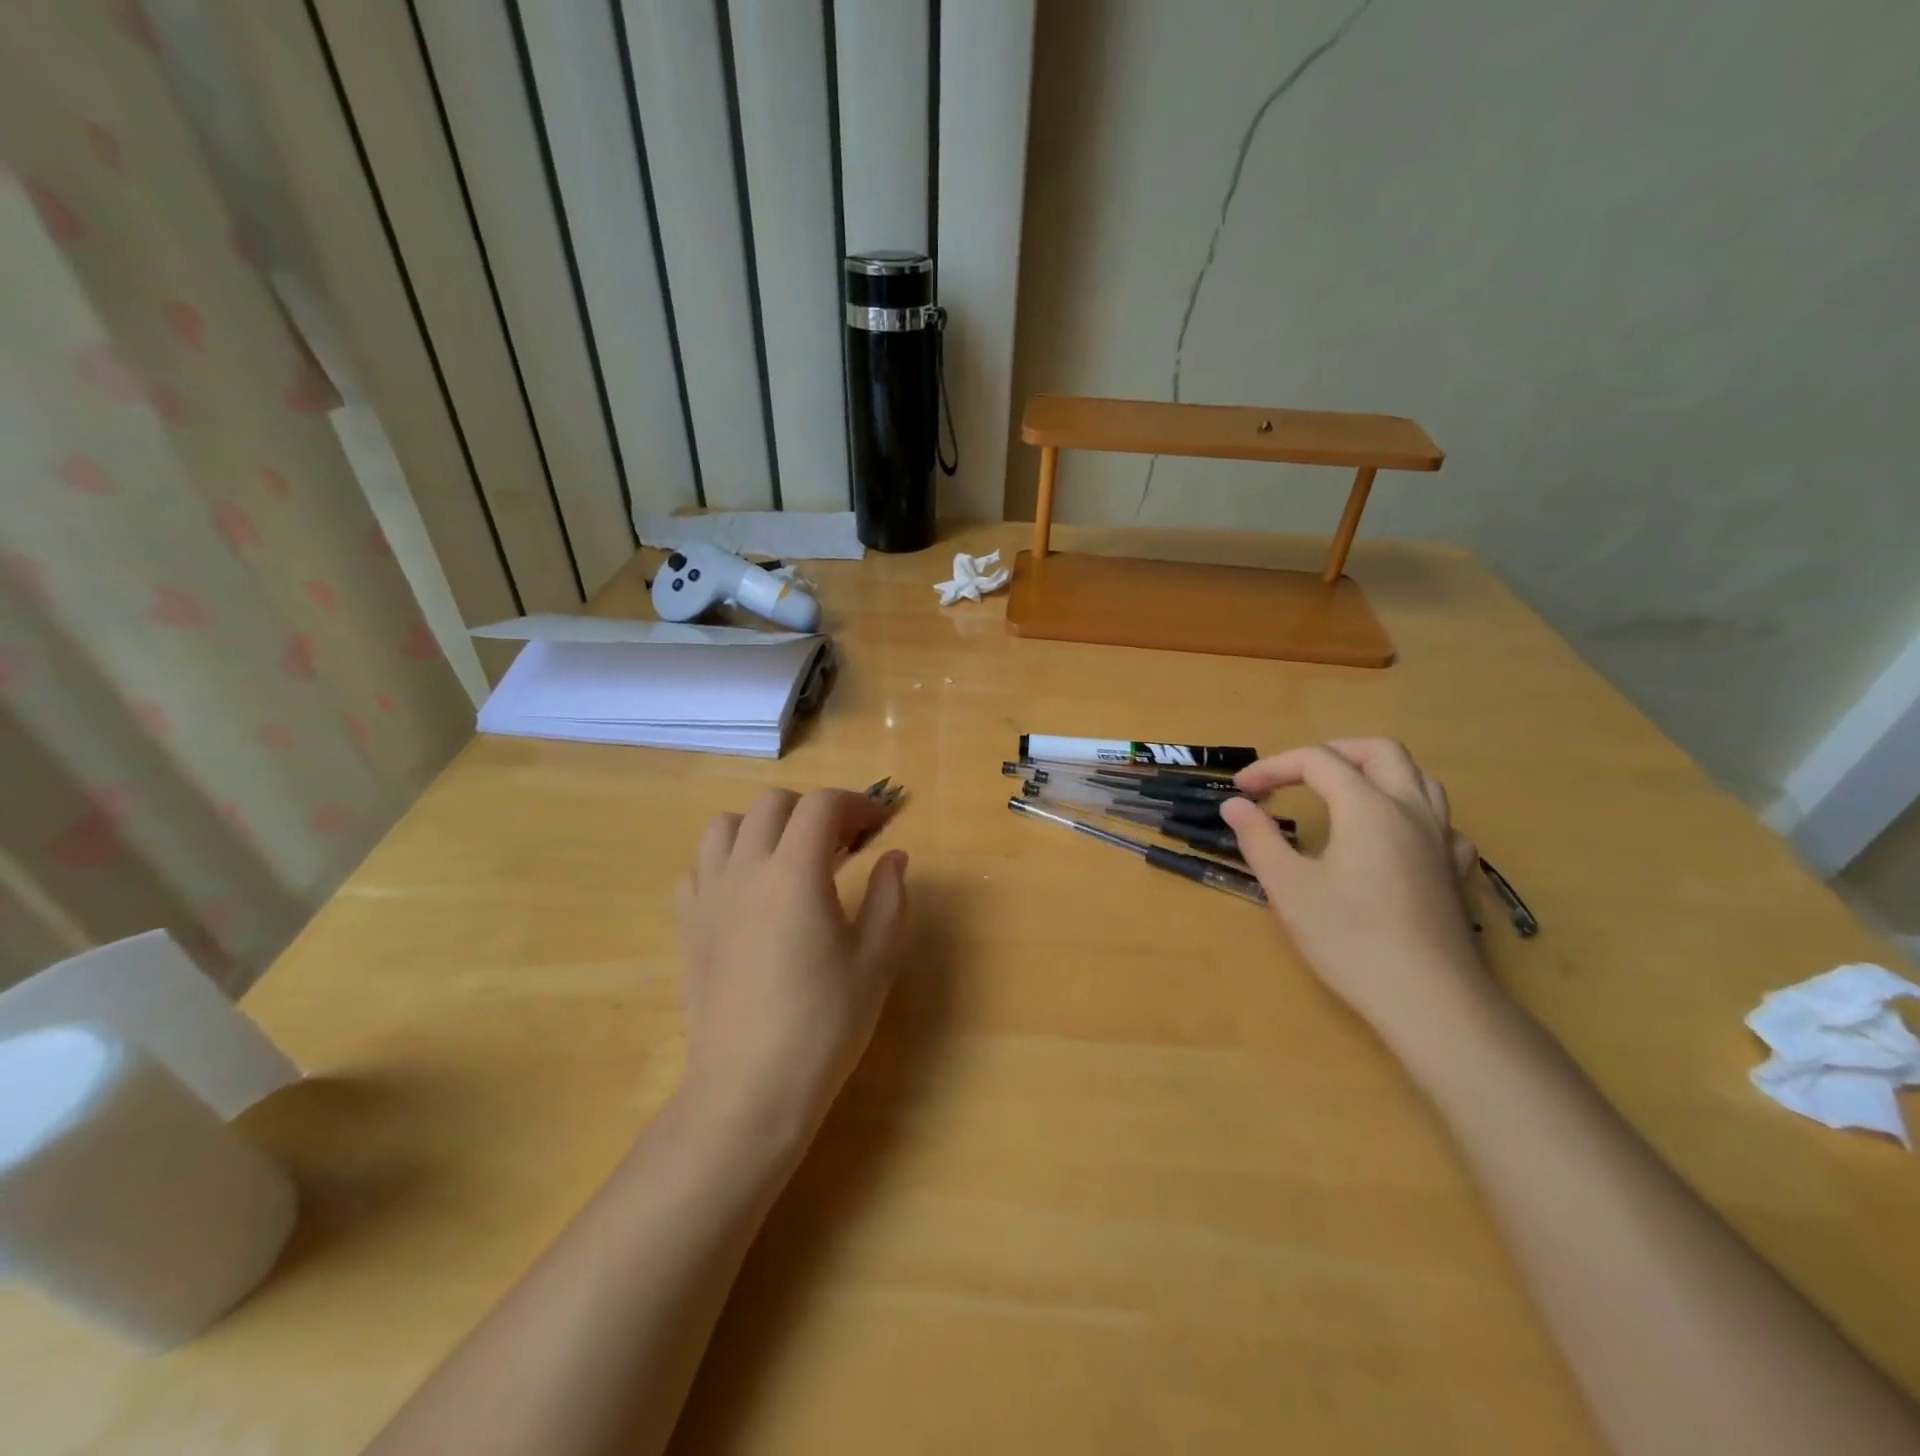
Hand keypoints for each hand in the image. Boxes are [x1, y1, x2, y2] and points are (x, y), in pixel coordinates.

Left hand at [673, 788, 908, 1145]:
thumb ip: (890, 897)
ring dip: (764, 827)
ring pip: (726, 826)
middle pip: (774, 804)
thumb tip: (894, 857)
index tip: (879, 825)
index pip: (823, 805)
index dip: (857, 804)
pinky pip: (700, 868)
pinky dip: (727, 862)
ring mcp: (708, 895)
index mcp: (795, 873)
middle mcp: (745, 870)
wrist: (750, 1088)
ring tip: (790, 858)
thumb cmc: (824, 1024)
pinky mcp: (686, 924)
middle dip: (814, 810)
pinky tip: (749, 893)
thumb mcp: (876, 959)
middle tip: (842, 843)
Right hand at [1220, 739, 1489, 1043]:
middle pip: (1378, 751)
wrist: (1430, 1000)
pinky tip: (1393, 837)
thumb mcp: (1288, 887)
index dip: (1274, 767)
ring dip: (1375, 772)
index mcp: (1367, 807)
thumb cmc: (1350, 939)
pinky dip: (1409, 812)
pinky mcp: (1455, 871)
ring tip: (1341, 793)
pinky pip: (1439, 821)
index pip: (1317, 761)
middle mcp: (1410, 810)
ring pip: (1418, 777)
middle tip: (1295, 775)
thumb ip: (1258, 838)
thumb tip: (1234, 805)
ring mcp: (1441, 840)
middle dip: (1331, 752)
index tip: (1243, 791)